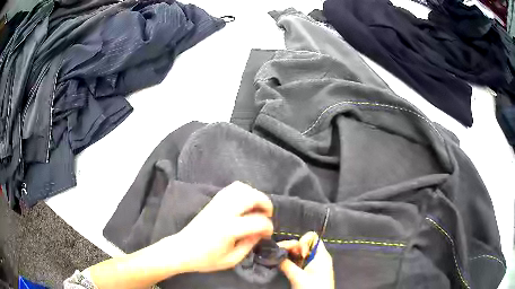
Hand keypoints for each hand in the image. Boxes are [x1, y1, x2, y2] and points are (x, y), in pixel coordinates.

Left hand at [175, 181, 273, 272]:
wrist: (182, 250)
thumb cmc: (206, 259)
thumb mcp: (231, 260)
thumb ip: (249, 245)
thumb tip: (260, 233)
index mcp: (228, 229)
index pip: (257, 221)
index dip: (268, 227)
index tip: (267, 235)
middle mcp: (223, 212)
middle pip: (251, 197)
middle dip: (266, 204)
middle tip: (268, 216)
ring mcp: (217, 204)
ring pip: (241, 188)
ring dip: (255, 195)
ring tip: (257, 208)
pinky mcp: (212, 201)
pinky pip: (231, 188)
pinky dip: (243, 191)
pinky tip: (245, 204)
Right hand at [278, 232, 334, 288]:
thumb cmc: (312, 288)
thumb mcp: (298, 277)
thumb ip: (286, 264)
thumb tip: (275, 255)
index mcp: (321, 255)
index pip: (313, 238)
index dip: (302, 241)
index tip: (296, 252)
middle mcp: (318, 257)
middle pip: (304, 245)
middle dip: (291, 246)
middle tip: (278, 252)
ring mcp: (314, 265)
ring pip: (300, 254)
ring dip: (289, 254)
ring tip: (278, 257)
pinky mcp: (309, 272)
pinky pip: (300, 262)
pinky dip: (291, 261)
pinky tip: (282, 263)